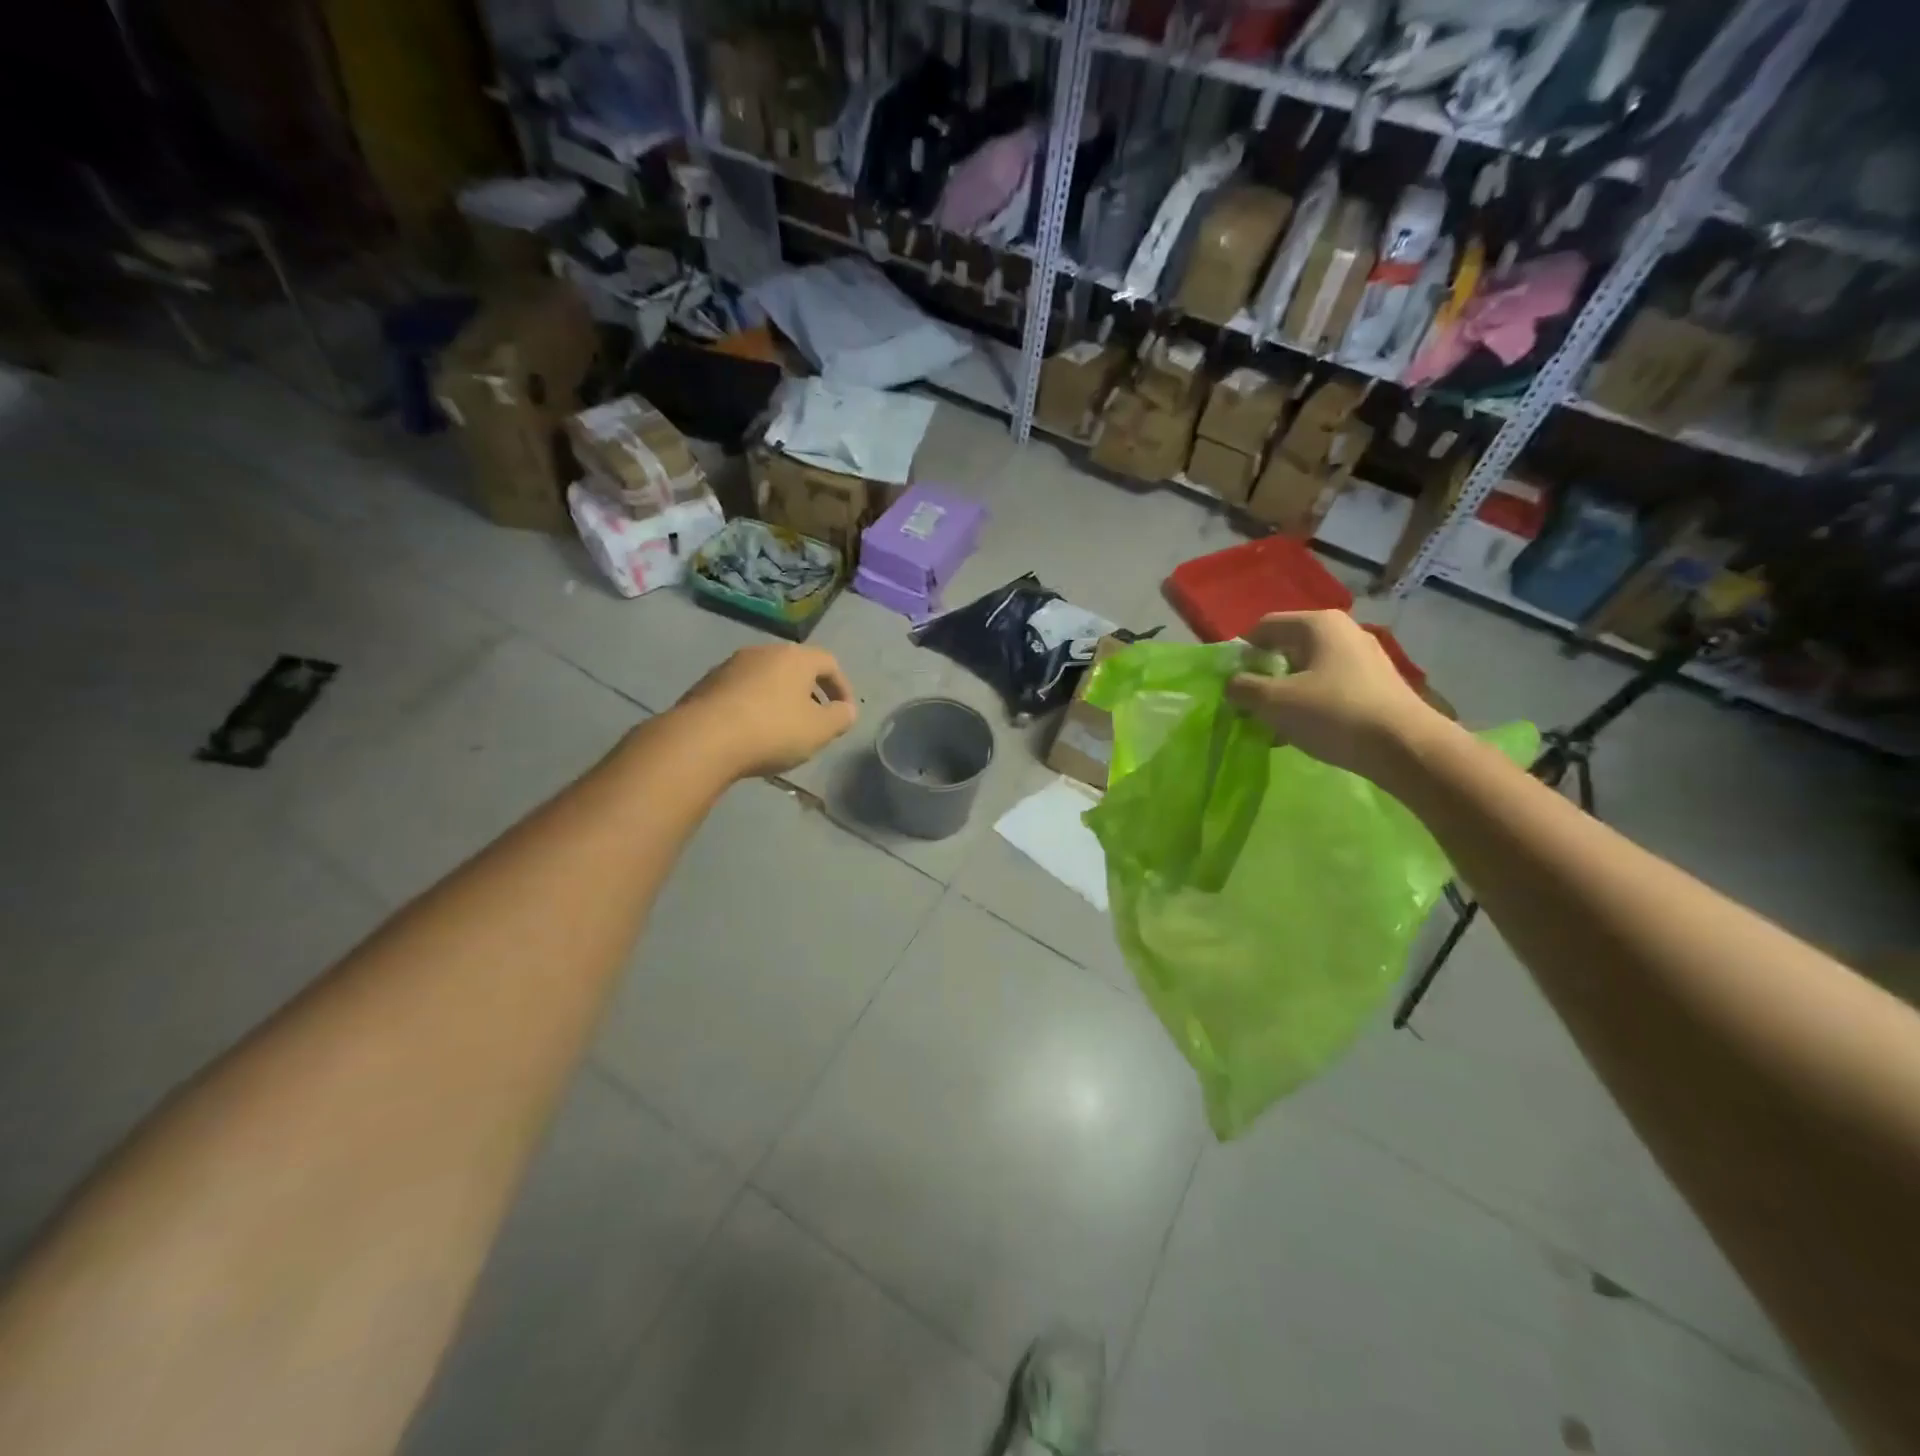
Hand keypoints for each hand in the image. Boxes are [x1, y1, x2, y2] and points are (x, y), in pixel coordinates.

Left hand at [675, 644, 857, 777]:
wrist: (702, 739)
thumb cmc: (772, 730)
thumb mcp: (819, 730)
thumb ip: (840, 718)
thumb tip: (847, 710)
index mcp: (795, 657)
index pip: (829, 663)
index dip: (842, 687)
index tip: (844, 712)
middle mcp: (763, 651)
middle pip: (795, 667)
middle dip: (809, 692)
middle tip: (814, 719)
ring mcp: (730, 665)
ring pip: (766, 678)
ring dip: (779, 699)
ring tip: (782, 728)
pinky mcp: (706, 684)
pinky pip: (741, 691)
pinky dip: (753, 706)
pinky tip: (751, 732)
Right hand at [1224, 611, 1454, 782]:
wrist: (1406, 748)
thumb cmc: (1333, 714)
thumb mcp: (1274, 702)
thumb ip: (1244, 688)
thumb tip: (1233, 683)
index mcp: (1318, 624)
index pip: (1265, 627)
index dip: (1242, 652)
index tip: (1232, 682)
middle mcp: (1344, 631)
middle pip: (1288, 648)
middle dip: (1265, 674)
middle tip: (1251, 704)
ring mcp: (1365, 658)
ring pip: (1310, 670)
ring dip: (1287, 692)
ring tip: (1276, 723)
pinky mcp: (1377, 684)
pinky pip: (1331, 686)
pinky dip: (1312, 702)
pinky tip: (1307, 730)